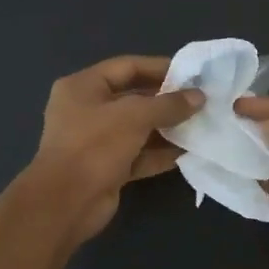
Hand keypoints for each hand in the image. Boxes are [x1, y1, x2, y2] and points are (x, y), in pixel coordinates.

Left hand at [27, 55, 203, 242]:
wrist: (67, 202)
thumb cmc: (95, 146)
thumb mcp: (135, 116)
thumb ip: (169, 104)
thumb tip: (199, 97)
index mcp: (83, 87)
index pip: (127, 67)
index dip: (160, 68)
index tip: (192, 74)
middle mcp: (88, 110)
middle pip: (134, 98)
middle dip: (167, 101)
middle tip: (201, 101)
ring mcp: (97, 141)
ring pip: (139, 129)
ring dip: (168, 129)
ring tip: (201, 126)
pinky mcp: (108, 168)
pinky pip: (139, 155)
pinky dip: (160, 154)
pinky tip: (188, 152)